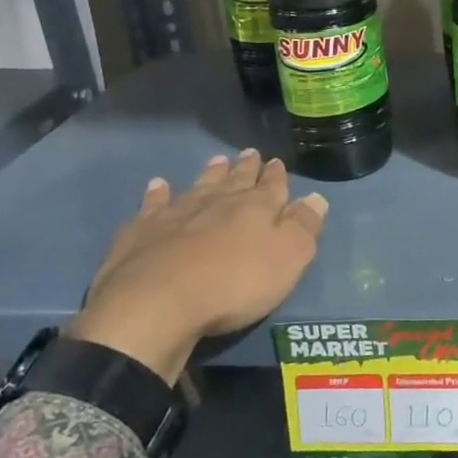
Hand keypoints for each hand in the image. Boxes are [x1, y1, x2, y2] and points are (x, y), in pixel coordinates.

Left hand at [71, 149, 327, 382]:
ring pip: (198, 187)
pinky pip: (153, 205)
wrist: (157, 304)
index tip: (277, 162)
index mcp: (256, 208)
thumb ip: (303, 227)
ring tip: (217, 161)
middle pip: (235, 181)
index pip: (272, 186)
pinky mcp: (141, 232)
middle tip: (249, 154)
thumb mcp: (288, 258)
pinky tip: (158, 185)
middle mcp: (217, 202)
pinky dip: (157, 194)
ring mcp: (176, 214)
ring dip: (210, 174)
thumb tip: (316, 198)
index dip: (276, 175)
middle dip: (245, 168)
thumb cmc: (235, 284)